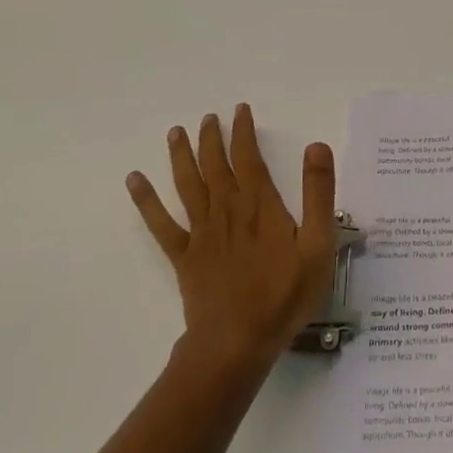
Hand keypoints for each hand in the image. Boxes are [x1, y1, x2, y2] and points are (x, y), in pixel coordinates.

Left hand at [126, 105, 338, 372]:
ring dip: (181, 156)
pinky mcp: (184, 256)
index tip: (240, 110)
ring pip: (188, 184)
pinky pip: (160, 223)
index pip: (249, 157)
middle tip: (209, 116)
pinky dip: (146, 200)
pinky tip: (134, 181)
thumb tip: (316, 146)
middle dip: (213, 137)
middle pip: (216, 164)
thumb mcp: (318, 244)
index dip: (244, 131)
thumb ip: (318, 194)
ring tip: (176, 132)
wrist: (237, 342)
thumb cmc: (284, 295)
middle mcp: (228, 209)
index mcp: (260, 205)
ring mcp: (202, 232)